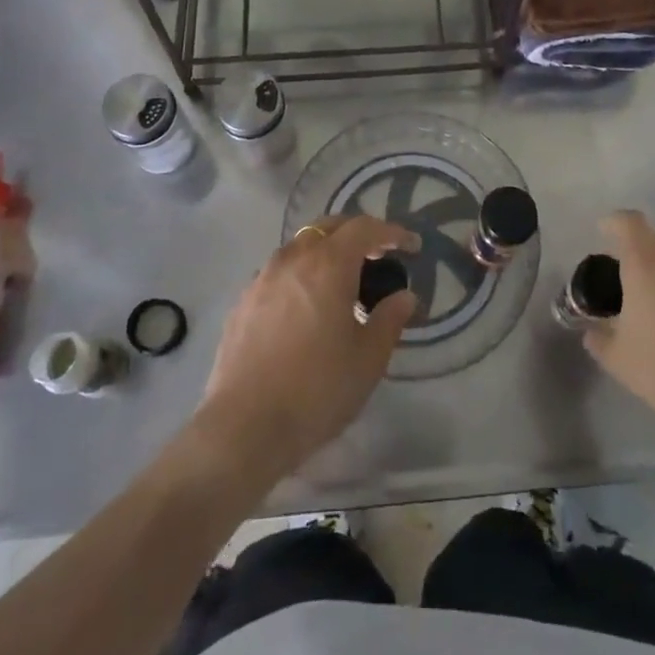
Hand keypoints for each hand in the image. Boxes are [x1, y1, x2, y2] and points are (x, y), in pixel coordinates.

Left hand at [194, 215, 419, 484]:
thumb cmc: (317, 390)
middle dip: (357, 233)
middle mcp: (293, 258)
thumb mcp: (368, 359)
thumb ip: (390, 319)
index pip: (365, 228)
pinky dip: (300, 274)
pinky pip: (279, 271)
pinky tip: (305, 305)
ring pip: (300, 246)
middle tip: (378, 255)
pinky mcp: (243, 301)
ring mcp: (262, 277)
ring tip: (341, 281)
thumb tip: (405, 296)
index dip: (392, 232)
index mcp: (328, 264)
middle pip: (329, 227)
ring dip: (325, 251)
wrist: (244, 427)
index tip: (411, 245)